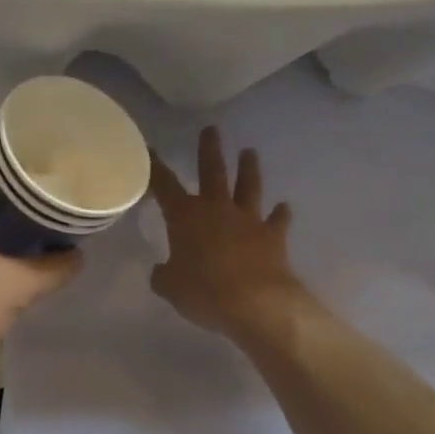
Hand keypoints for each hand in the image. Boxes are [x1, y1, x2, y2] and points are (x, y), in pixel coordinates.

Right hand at [149, 126, 302, 339]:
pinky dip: (281, 214)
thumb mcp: (170, 287)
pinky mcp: (273, 237)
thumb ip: (164, 275)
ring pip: (248, 187)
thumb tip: (163, 272)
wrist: (257, 304)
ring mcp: (248, 220)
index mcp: (185, 216)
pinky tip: (284, 208)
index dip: (155, 166)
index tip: (150, 148)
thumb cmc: (205, 292)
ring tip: (250, 152)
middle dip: (210, 150)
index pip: (164, 184)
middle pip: (212, 172)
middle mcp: (216, 209)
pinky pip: (277, 221)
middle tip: (211, 129)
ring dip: (248, 170)